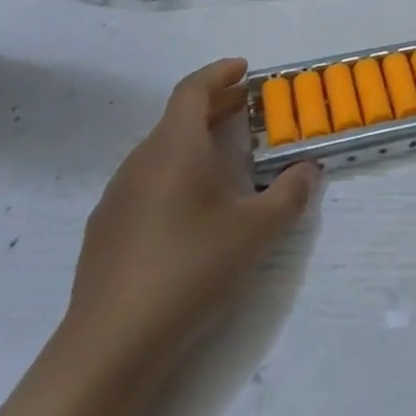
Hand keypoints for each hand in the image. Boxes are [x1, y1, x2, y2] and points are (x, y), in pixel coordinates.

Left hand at [57, 59, 319, 387]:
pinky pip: (147, 181)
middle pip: (176, 119)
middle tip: (248, 107)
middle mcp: (140, 163)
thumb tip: (308, 169)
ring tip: (229, 156)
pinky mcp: (106, 231)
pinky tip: (195, 206)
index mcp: (174, 149)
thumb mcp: (257, 231)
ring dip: (195, 141)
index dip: (219, 73)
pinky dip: (176, 172)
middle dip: (214, 106)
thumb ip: (290, 193)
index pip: (192, 91)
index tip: (245, 69)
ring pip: (160, 151)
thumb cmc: (190, 269)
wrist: (110, 346)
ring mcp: (117, 198)